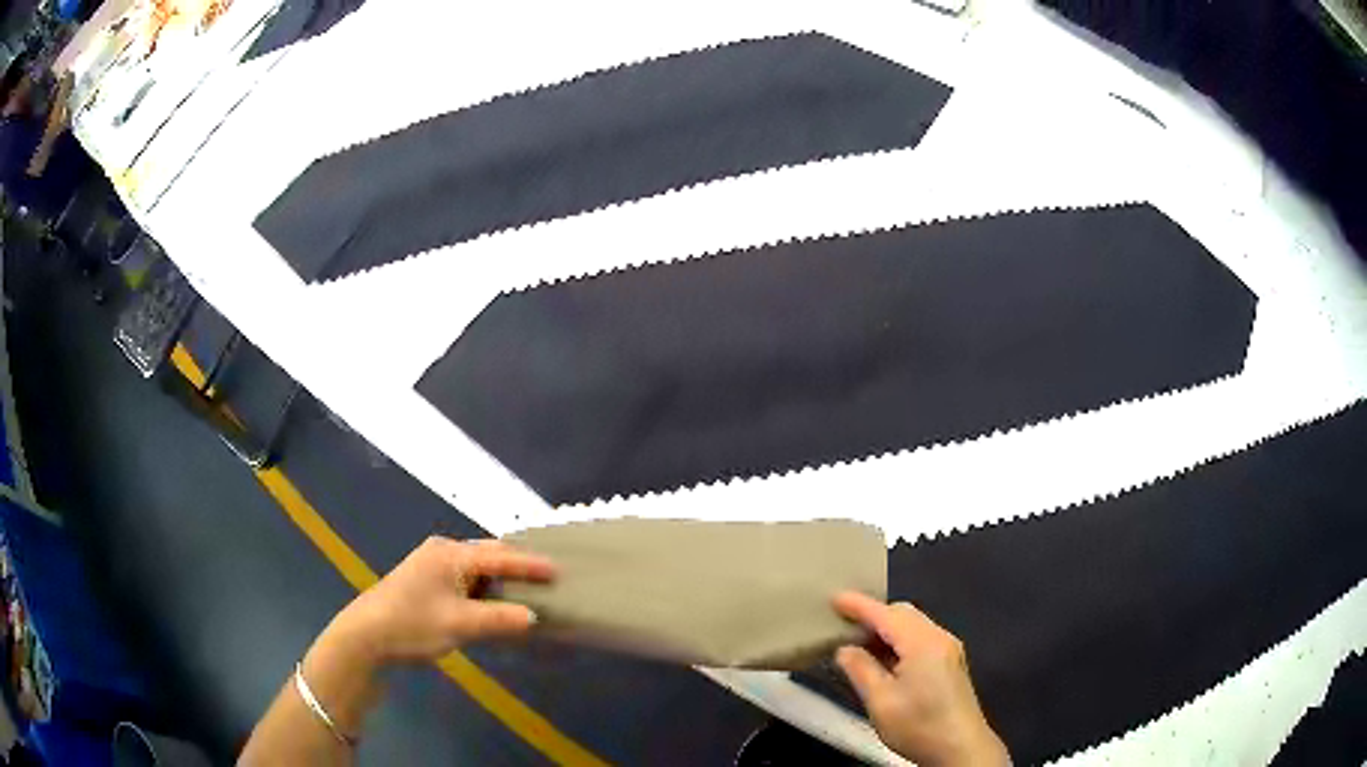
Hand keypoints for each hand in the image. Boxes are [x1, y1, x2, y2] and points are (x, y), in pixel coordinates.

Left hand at [240, 538, 554, 760]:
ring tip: (527, 592)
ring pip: (476, 568)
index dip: (530, 563)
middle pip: (488, 555)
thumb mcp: (459, 625)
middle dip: (516, 566)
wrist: (365, 636)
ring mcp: (431, 566)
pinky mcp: (425, 582)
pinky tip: (494, 604)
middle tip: (547, 578)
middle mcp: (442, 552)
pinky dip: (484, 590)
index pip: (499, 555)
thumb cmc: (412, 624)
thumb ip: (499, 620)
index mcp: (450, 555)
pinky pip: (465, 580)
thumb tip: (534, 617)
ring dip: (500, 580)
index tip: (559, 568)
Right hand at [833, 592, 1007, 766]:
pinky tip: (884, 659)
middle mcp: (939, 637)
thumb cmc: (919, 725)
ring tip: (857, 642)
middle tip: (842, 625)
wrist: (961, 748)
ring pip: (913, 626)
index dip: (858, 605)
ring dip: (886, 629)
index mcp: (923, 643)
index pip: (886, 615)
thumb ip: (861, 670)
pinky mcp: (950, 663)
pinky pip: (921, 638)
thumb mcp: (880, 702)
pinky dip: (899, 640)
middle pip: (903, 614)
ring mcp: (948, 649)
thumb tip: (845, 649)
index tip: (833, 598)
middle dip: (873, 615)